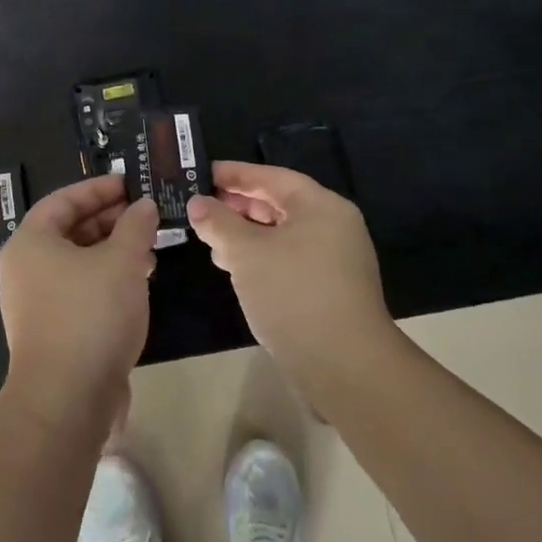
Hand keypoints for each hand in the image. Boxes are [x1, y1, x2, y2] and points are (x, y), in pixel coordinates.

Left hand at [0, 175, 158, 428]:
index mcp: (31, 242)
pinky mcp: (50, 333)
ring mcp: (34, 304)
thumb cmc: (90, 315)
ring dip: (112, 252)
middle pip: (69, 230)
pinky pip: (79, 292)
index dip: (98, 189)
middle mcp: (25, 268)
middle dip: (109, 221)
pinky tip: (137, 287)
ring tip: (149, 252)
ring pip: (77, 263)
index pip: (64, 199)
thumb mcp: (122, 261)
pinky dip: (106, 281)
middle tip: (144, 217)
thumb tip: (144, 206)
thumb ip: (136, 226)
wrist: (66, 402)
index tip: (130, 185)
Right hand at [187, 160, 392, 383]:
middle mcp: (334, 226)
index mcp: (321, 206)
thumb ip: (219, 223)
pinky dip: (263, 259)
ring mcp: (336, 261)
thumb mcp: (246, 253)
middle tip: (203, 208)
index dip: (235, 174)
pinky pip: (290, 261)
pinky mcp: (331, 291)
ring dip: (247, 236)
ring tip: (212, 241)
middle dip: (239, 206)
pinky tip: (237, 271)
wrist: (345, 368)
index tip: (203, 174)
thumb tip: (197, 203)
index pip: (272, 177)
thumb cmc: (293, 294)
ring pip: (283, 235)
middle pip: (279, 204)